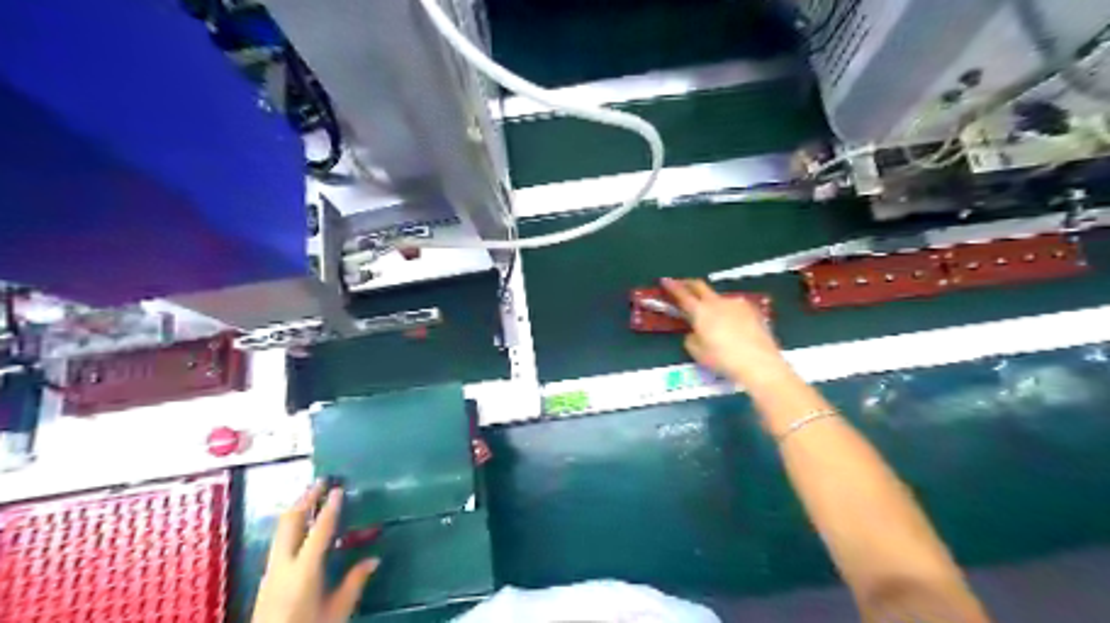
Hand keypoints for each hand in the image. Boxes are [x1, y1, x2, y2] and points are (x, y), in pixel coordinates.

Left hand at [253, 482, 378, 622]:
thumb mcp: (337, 612)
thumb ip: (354, 583)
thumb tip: (374, 559)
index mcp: (304, 571)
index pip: (319, 530)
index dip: (329, 507)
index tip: (338, 488)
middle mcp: (283, 565)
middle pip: (290, 522)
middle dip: (305, 499)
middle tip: (322, 481)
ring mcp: (270, 571)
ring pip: (281, 530)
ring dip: (297, 510)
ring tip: (311, 496)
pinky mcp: (266, 578)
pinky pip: (279, 542)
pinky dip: (292, 526)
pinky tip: (303, 527)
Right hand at [662, 279, 792, 386]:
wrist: (759, 362)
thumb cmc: (724, 359)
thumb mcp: (699, 353)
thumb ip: (691, 339)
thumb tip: (694, 333)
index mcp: (701, 312)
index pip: (682, 294)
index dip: (672, 287)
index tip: (665, 280)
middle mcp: (717, 302)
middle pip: (700, 286)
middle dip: (689, 284)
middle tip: (682, 285)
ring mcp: (736, 304)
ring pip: (718, 298)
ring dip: (711, 301)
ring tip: (711, 314)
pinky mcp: (752, 310)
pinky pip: (734, 306)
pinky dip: (727, 311)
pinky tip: (732, 324)